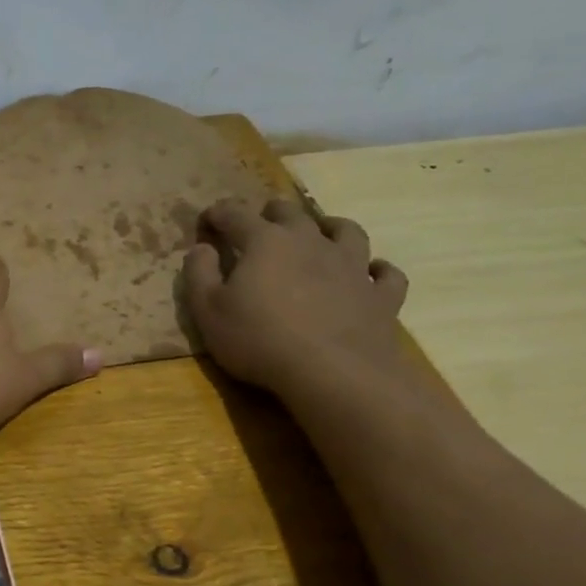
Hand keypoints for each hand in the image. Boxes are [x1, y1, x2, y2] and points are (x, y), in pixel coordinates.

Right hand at [184, 198, 409, 397]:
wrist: (334, 372)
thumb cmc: (259, 339)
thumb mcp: (207, 310)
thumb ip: (199, 274)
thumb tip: (200, 248)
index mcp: (265, 242)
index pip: (235, 215)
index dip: (217, 214)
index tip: (206, 221)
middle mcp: (311, 242)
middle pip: (291, 213)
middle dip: (271, 213)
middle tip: (260, 223)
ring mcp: (352, 266)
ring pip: (346, 231)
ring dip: (330, 227)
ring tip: (321, 232)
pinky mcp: (380, 295)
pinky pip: (386, 274)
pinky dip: (377, 269)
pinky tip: (371, 273)